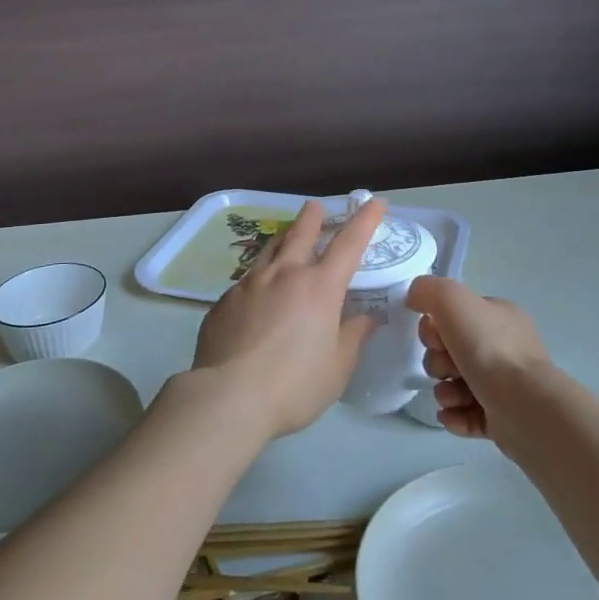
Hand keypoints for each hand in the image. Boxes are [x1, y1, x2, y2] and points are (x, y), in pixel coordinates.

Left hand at [188, 197, 386, 439]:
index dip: (365, 220)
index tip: (374, 202)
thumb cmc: (294, 385)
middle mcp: (284, 275)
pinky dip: (259, 278)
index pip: (349, 244)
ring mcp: (249, 284)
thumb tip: (367, 318)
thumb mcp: (337, 367)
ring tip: (286, 237)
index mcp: (319, 287)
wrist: (228, 397)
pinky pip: (246, 281)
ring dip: (282, 239)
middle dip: (312, 217)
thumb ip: (352, 337)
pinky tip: (256, 295)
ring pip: (269, 250)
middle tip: (315, 205)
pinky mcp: (224, 301)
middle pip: (300, 234)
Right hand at [405, 276, 553, 440]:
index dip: (436, 327)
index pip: (456, 316)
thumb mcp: (453, 301)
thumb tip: (414, 297)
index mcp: (498, 317)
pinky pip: (466, 413)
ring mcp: (505, 385)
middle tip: (446, 369)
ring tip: (450, 397)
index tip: (436, 338)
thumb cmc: (489, 349)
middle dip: (438, 362)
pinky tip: (452, 414)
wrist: (525, 406)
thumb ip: (429, 290)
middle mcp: (504, 348)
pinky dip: (454, 414)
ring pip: (456, 384)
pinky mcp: (502, 418)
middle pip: (451, 352)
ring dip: (444, 391)